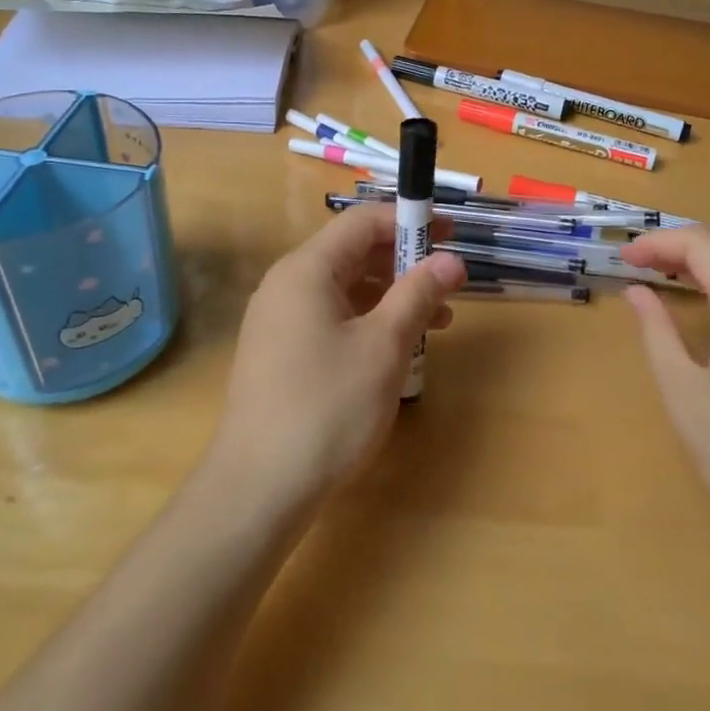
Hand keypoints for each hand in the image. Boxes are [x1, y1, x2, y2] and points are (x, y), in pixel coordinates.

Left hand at [210, 207, 466, 505]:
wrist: (257, 489)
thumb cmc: (327, 407)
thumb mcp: (384, 346)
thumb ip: (418, 294)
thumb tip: (451, 259)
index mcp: (306, 270)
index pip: (363, 222)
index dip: (410, 221)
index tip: (451, 235)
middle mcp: (286, 285)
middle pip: (353, 253)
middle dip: (405, 262)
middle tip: (450, 282)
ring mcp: (279, 321)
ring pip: (345, 290)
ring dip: (392, 296)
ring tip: (438, 321)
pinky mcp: (280, 353)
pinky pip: (332, 318)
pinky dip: (369, 322)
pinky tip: (398, 348)